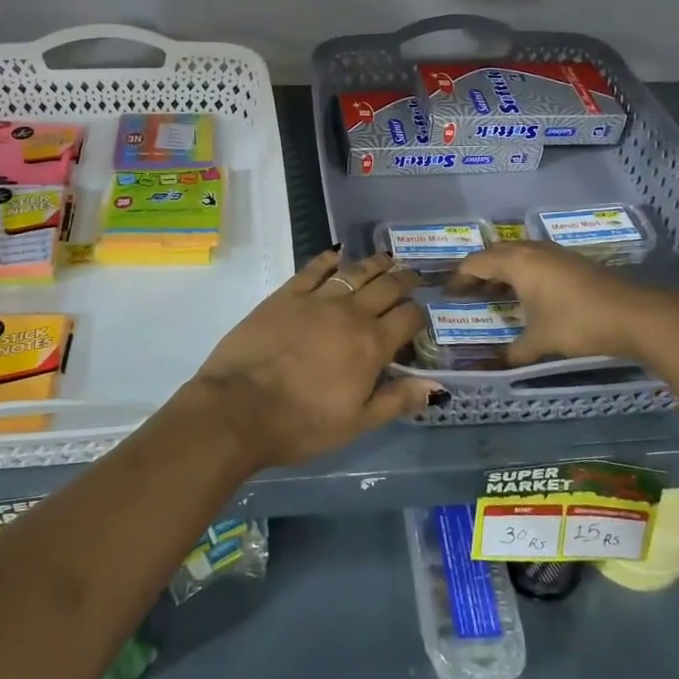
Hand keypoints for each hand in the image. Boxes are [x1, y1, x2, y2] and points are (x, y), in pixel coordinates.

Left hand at [188, 248, 434, 469]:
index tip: (420, 315)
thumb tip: (438, 388)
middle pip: (386, 287)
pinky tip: (337, 255)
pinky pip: (314, 268)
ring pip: (354, 271)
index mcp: (372, 345)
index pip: (408, 318)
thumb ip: (397, 400)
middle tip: (412, 275)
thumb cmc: (302, 424)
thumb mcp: (357, 423)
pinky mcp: (286, 294)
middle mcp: (350, 313)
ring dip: (374, 263)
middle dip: (404, 279)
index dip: (419, 314)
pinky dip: (329, 259)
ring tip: (385, 258)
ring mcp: (317, 299)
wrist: (241, 407)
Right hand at [449, 240, 672, 366]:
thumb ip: (515, 352)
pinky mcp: (572, 262)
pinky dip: (522, 274)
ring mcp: (555, 254)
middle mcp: (532, 251)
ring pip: (518, 255)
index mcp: (517, 262)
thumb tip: (498, 366)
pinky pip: (535, 261)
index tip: (448, 294)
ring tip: (493, 294)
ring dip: (502, 271)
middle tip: (467, 293)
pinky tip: (527, 295)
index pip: (477, 263)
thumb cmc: (578, 323)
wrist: (635, 315)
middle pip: (495, 254)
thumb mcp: (540, 341)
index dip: (459, 278)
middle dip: (479, 272)